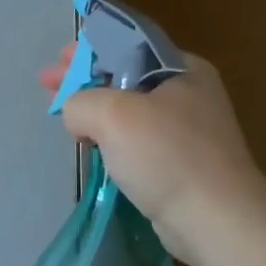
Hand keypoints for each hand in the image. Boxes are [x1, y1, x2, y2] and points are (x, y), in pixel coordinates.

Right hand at [39, 42, 265, 265]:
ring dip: (94, 110)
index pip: (128, 44)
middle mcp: (188, 93)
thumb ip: (80, 101)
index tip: (59, 60)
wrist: (216, 220)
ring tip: (65, 118)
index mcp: (182, 68)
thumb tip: (75, 114)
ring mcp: (186, 130)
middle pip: (125, 75)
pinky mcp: (180, 163)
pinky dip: (110, 138)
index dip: (89, 48)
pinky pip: (136, 140)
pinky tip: (91, 145)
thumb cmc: (167, 155)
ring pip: (128, 110)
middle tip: (49, 85)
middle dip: (84, 79)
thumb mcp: (111, 113)